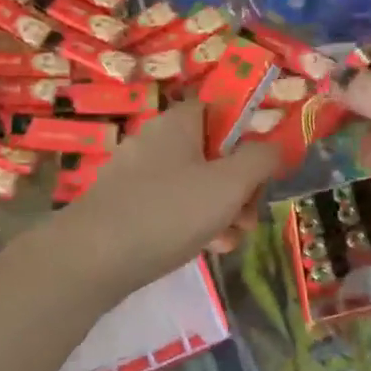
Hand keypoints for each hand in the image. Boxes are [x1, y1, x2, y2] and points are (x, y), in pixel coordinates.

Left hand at [56, 101, 280, 295]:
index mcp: (178, 123)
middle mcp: (155, 142)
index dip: (248, 138)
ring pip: (195, 187)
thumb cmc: (169, 212)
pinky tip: (206, 250)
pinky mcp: (126, 209)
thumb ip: (260, 160)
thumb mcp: (229, 184)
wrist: (94, 258)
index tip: (262, 171)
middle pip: (212, 155)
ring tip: (230, 241)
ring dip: (222, 212)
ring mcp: (137, 177)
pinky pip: (171, 209)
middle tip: (248, 217)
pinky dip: (193, 226)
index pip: (221, 112)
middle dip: (240, 188)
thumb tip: (276, 146)